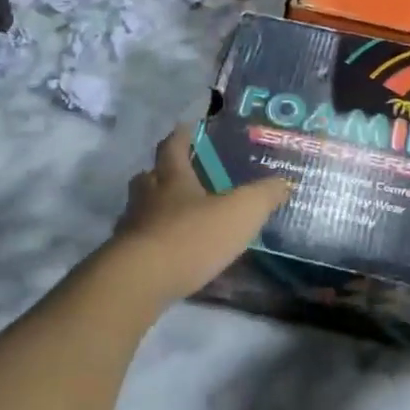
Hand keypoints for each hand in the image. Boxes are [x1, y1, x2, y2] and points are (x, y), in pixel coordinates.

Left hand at [111, 125, 289, 302]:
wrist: (140, 282)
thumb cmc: (191, 237)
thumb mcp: (240, 213)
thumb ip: (264, 196)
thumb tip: (284, 182)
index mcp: (172, 179)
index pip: (173, 147)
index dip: (181, 136)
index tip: (186, 127)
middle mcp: (147, 198)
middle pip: (148, 177)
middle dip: (161, 173)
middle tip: (178, 175)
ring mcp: (131, 229)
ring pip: (140, 210)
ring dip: (154, 209)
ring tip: (175, 218)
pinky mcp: (124, 260)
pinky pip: (139, 243)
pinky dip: (153, 243)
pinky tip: (169, 255)